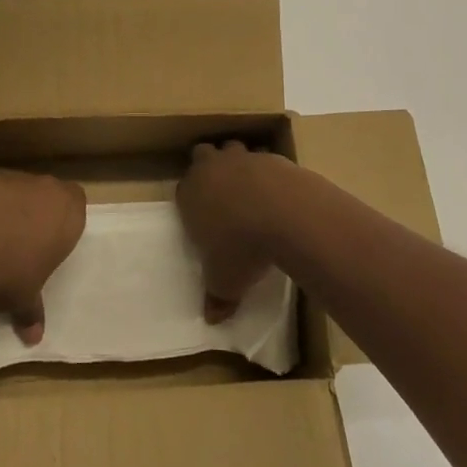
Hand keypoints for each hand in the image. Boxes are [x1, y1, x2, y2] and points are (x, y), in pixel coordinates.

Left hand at [0, 169, 84, 343]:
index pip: (77, 204)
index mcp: (68, 214)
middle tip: (26, 241)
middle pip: (50, 193)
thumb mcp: (24, 300)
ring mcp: (17, 178)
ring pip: (22, 188)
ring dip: (14, 206)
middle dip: (40, 212)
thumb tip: (34, 339)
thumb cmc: (8, 274)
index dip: (66, 219)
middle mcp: (47, 189)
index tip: (52, 240)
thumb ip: (32, 313)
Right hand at [177, 141, 293, 322]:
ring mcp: (242, 158)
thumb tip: (212, 318)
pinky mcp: (270, 156)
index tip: (202, 216)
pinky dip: (267, 172)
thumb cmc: (242, 248)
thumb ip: (216, 298)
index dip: (191, 200)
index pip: (182, 189)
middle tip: (221, 192)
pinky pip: (264, 158)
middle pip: (202, 154)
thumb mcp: (225, 282)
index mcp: (191, 194)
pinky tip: (277, 192)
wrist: (284, 213)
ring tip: (249, 188)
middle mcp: (212, 169)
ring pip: (232, 148)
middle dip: (208, 167)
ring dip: (237, 163)